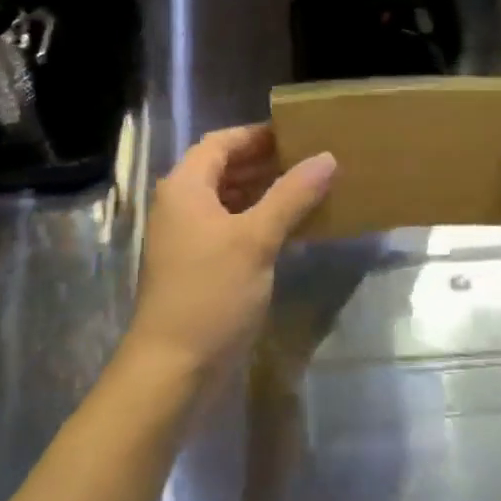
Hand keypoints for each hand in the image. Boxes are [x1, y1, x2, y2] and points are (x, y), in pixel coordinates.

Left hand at [128, 125, 335, 376]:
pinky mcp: (199, 265)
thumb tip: (327, 158)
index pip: (221, 142)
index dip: (257, 135)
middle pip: (224, 169)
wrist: (173, 367)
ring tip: (309, 188)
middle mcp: (182, 204)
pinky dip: (259, 221)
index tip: (298, 134)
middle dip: (265, 162)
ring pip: (229, 200)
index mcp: (185, 187)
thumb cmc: (211, 293)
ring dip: (265, 192)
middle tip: (311, 160)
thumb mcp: (255, 240)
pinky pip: (232, 228)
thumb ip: (291, 195)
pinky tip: (293, 228)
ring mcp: (188, 237)